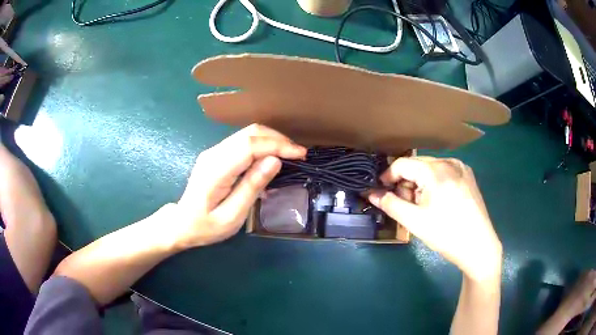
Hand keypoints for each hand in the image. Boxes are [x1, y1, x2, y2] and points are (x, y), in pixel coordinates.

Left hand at [173, 124, 305, 247]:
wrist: (182, 223)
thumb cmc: (206, 226)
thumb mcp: (232, 216)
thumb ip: (252, 187)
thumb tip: (275, 161)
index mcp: (215, 170)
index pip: (250, 145)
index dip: (277, 145)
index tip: (300, 154)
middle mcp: (214, 153)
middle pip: (249, 133)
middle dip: (278, 139)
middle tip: (299, 154)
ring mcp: (213, 151)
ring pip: (247, 133)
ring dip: (271, 140)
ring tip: (290, 154)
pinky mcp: (216, 154)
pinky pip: (243, 141)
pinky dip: (262, 144)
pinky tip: (272, 157)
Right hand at [368, 157, 501, 281]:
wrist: (478, 247)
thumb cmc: (446, 235)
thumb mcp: (414, 221)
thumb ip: (390, 204)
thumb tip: (371, 193)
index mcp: (435, 171)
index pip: (402, 164)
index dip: (388, 176)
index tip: (382, 191)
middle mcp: (449, 162)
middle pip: (417, 165)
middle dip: (406, 182)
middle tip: (405, 205)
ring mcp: (461, 167)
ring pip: (430, 168)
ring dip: (420, 183)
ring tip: (423, 206)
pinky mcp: (468, 176)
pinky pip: (443, 172)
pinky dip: (434, 183)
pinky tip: (439, 202)